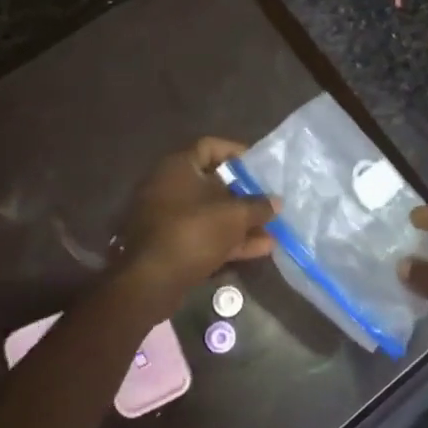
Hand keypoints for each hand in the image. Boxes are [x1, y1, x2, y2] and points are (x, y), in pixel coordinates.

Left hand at [118, 137, 278, 287]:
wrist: (151, 281)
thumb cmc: (194, 232)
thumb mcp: (234, 216)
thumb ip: (258, 206)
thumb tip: (276, 201)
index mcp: (178, 167)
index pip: (209, 146)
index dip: (237, 153)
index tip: (260, 166)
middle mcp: (168, 187)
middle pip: (212, 183)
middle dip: (244, 195)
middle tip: (269, 202)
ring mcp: (166, 218)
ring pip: (209, 213)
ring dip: (240, 223)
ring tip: (272, 233)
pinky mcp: (169, 245)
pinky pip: (202, 235)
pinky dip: (227, 240)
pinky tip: (259, 250)